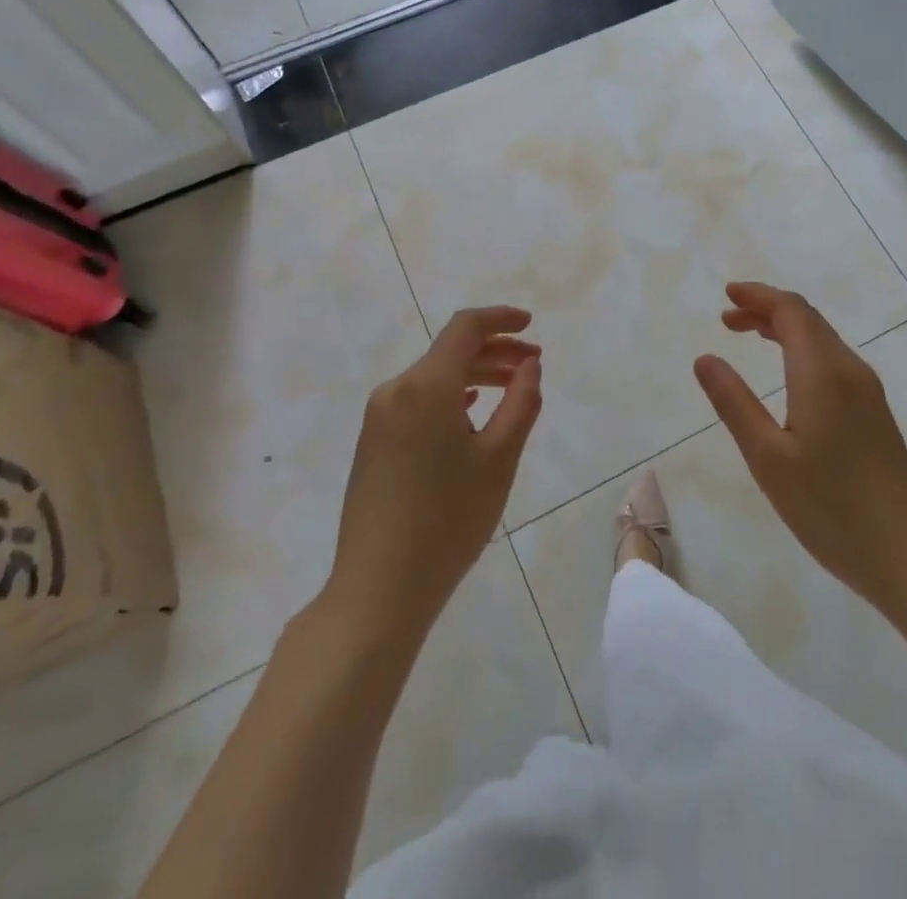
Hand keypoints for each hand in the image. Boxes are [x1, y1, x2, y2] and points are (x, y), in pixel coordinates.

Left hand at [328, 307, 542, 639]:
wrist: (378, 588)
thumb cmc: (448, 521)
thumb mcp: (499, 459)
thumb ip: (521, 403)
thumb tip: (528, 366)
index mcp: (426, 386)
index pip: (465, 328)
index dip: (501, 318)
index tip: (531, 324)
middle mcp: (396, 390)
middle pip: (450, 351)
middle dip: (495, 350)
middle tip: (533, 364)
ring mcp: (379, 416)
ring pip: (434, 377)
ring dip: (475, 374)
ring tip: (512, 388)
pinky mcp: (373, 441)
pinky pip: (418, 400)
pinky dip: (450, 396)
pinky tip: (471, 410)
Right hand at [693, 283, 906, 614]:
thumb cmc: (832, 509)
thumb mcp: (768, 458)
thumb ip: (734, 403)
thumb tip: (705, 358)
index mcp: (823, 372)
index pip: (791, 310)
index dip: (758, 296)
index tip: (726, 295)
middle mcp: (849, 370)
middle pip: (807, 319)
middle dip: (766, 309)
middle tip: (727, 318)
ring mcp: (868, 392)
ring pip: (822, 339)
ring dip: (784, 329)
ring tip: (748, 335)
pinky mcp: (875, 413)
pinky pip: (832, 360)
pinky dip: (801, 350)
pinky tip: (787, 375)